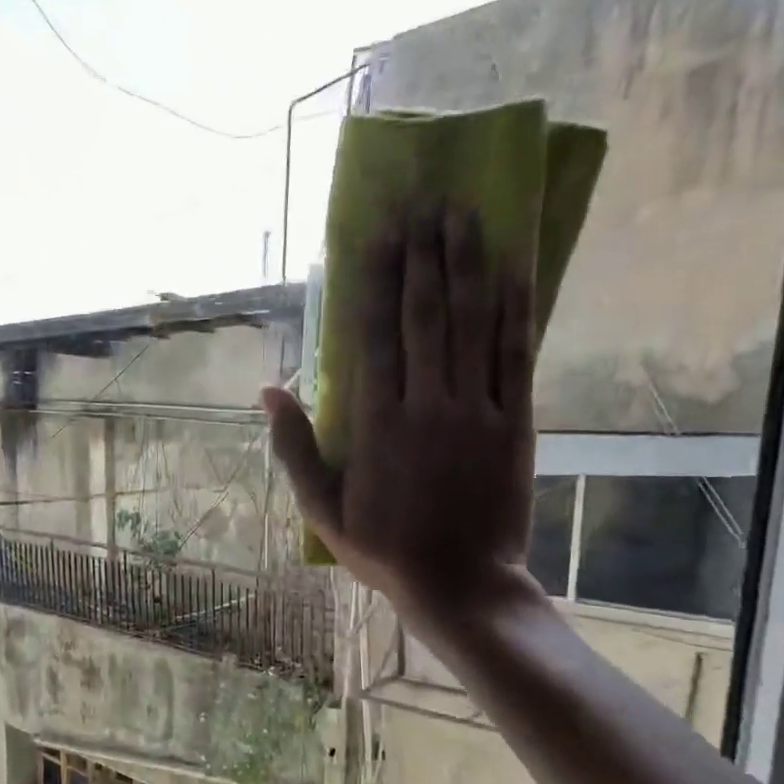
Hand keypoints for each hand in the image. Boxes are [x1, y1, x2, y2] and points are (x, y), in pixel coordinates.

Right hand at [262, 206, 541, 628]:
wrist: (459, 583)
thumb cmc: (383, 549)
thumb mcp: (321, 508)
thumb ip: (294, 448)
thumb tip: (269, 391)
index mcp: (375, 422)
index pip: (373, 334)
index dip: (376, 278)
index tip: (380, 231)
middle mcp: (424, 403)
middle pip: (423, 313)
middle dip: (423, 253)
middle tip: (426, 201)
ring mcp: (473, 409)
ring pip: (470, 322)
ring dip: (467, 264)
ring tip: (465, 214)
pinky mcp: (512, 421)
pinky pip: (513, 355)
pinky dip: (514, 310)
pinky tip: (513, 269)